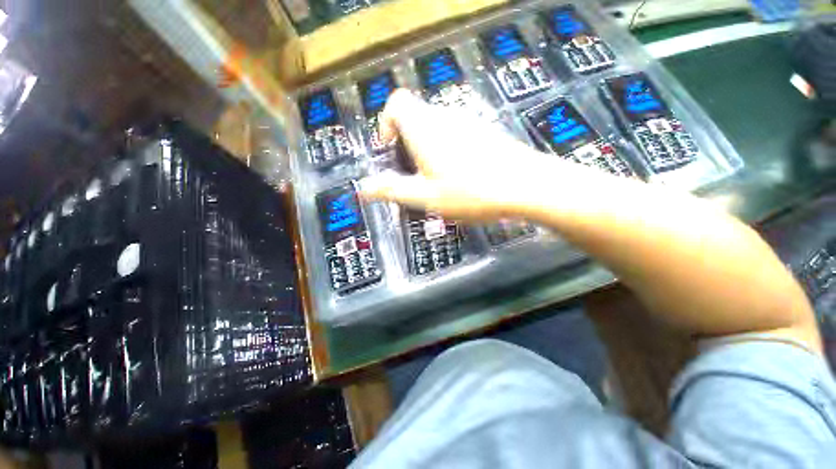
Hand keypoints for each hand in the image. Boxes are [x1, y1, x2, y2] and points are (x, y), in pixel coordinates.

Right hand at [360, 89, 546, 220]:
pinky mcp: (485, 132)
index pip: (397, 102)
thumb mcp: (425, 196)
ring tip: (438, 182)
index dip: (387, 123)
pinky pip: (457, 135)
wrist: (526, 186)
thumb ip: (392, 190)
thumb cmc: (470, 192)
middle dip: (408, 145)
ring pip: (437, 128)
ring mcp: (469, 122)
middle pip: (416, 118)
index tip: (391, 150)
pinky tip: (463, 176)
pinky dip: (450, 152)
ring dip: (429, 151)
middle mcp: (445, 116)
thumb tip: (363, 188)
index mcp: (425, 127)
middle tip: (414, 176)